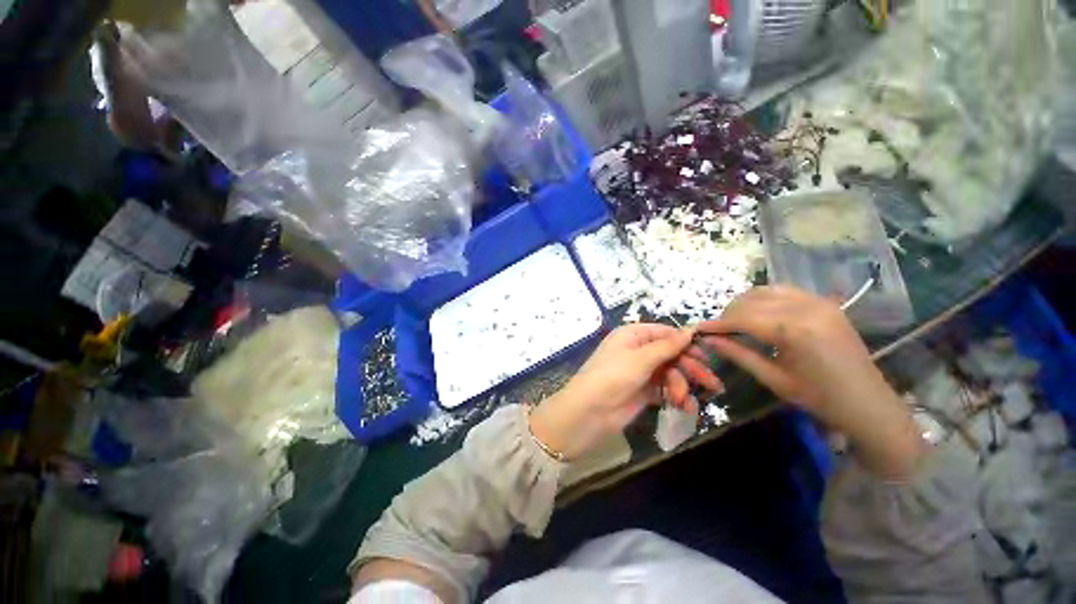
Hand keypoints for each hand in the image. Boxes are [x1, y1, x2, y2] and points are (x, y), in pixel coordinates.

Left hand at [529, 324, 713, 459]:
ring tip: (683, 399)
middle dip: (689, 367)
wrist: (590, 411)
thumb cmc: (613, 375)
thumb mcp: (641, 358)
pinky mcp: (643, 391)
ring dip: (681, 385)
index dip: (685, 342)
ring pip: (670, 373)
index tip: (706, 353)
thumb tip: (690, 330)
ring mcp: (640, 371)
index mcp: (632, 335)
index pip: (664, 333)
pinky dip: (675, 396)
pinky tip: (684, 406)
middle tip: (712, 382)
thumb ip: (667, 346)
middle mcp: (637, 350)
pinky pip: (665, 389)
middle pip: (670, 354)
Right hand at [696, 286, 925, 477]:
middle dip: (729, 314)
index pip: (743, 318)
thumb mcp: (773, 379)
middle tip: (718, 330)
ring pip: (766, 291)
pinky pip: (785, 291)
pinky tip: (759, 313)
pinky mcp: (825, 302)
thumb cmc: (820, 398)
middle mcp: (807, 308)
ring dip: (745, 303)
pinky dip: (765, 299)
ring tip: (735, 321)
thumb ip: (738, 354)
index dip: (718, 323)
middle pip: (752, 301)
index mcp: (795, 331)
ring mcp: (819, 302)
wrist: (869, 403)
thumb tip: (708, 339)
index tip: (699, 329)